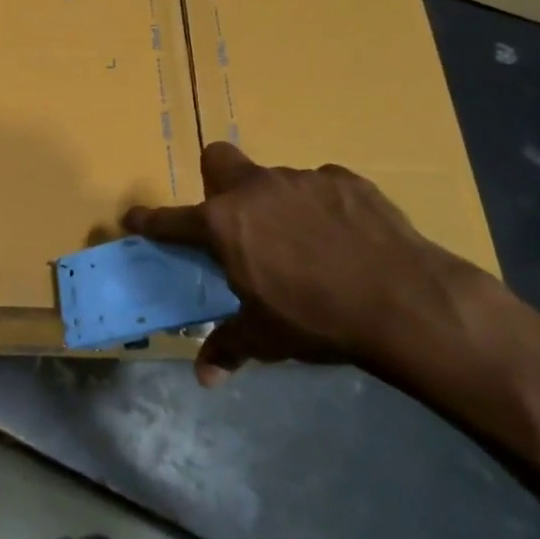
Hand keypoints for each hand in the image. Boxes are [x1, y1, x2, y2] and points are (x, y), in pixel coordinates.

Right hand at [125, 144, 492, 388]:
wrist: (404, 301)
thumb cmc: (317, 319)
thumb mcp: (266, 337)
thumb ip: (229, 347)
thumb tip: (205, 377)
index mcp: (223, 224)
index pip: (170, 219)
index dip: (149, 220)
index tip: (135, 219)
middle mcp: (256, 190)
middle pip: (218, 161)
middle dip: (216, 181)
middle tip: (235, 220)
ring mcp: (302, 179)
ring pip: (274, 179)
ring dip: (276, 204)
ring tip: (304, 243)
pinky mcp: (345, 179)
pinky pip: (320, 188)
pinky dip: (321, 208)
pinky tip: (344, 239)